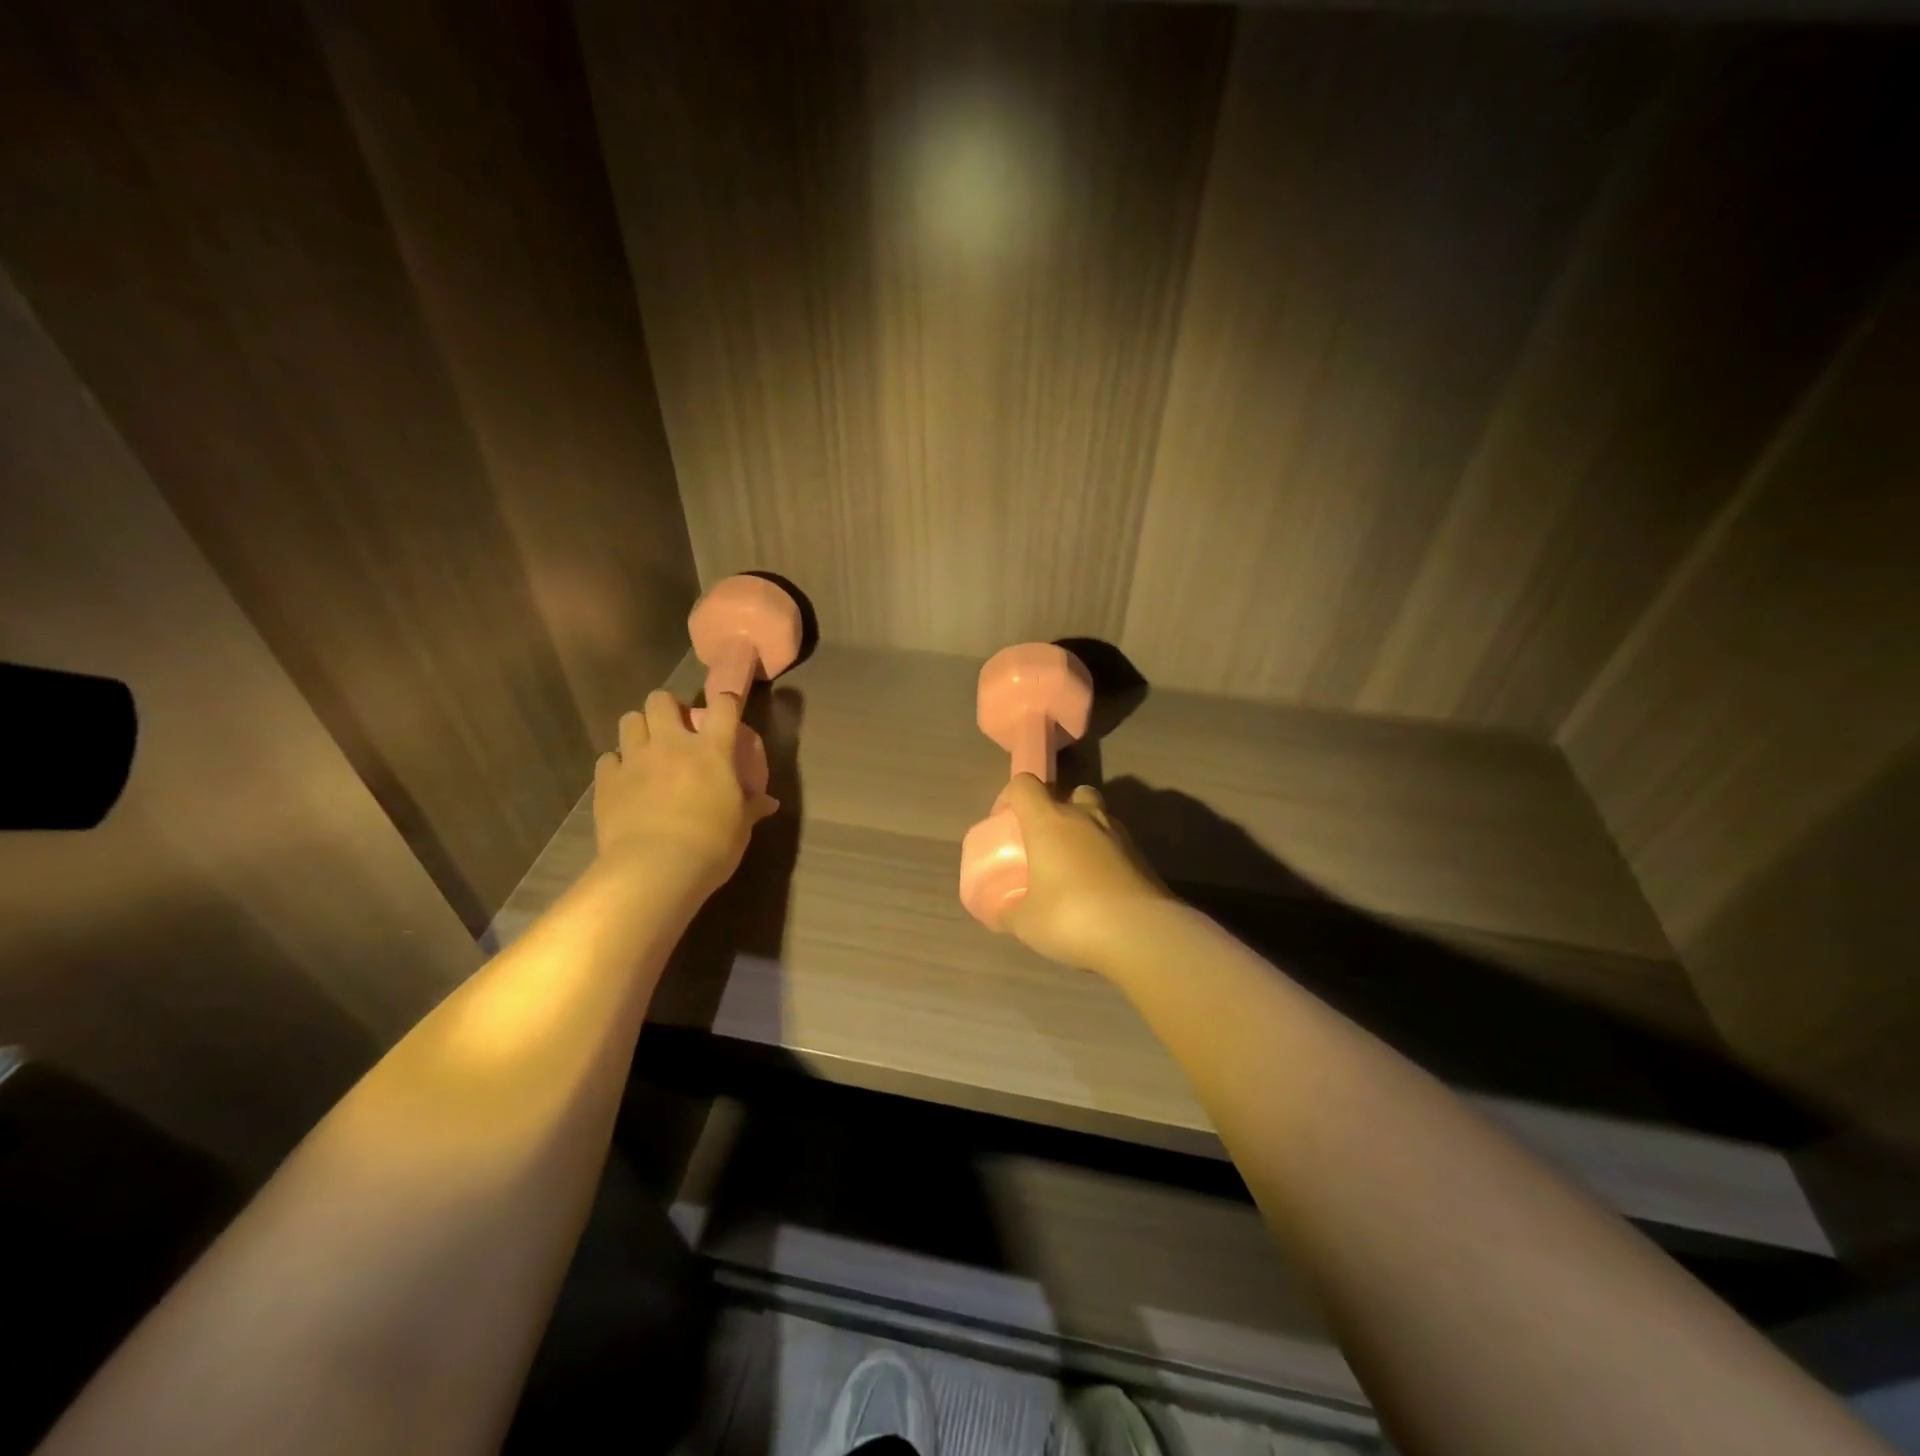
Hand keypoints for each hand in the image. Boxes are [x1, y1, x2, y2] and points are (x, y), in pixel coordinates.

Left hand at [593, 690, 777, 890]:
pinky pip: (608, 759)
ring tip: (646, 750)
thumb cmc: (711, 846)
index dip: (725, 701)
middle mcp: (671, 744)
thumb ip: (752, 808)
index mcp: (712, 750)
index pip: (723, 705)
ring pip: (629, 720)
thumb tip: (769, 803)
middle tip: (675, 729)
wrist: (655, 869)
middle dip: (667, 708)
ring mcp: (635, 759)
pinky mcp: (607, 781)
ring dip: (639, 729)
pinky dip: (616, 765)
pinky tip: (624, 782)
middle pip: (661, 700)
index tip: (726, 710)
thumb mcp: (741, 828)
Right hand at [998, 774, 1170, 971]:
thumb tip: (1002, 915)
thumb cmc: (1070, 917)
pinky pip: (1118, 846)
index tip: (1004, 823)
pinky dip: (1107, 858)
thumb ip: (1009, 913)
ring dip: (1086, 833)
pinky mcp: (1144, 859)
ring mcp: (1120, 835)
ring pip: (1100, 816)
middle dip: (1059, 809)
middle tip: (1047, 842)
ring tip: (1075, 868)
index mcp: (1049, 821)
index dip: (1011, 797)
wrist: (1141, 934)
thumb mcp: (1026, 923)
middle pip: (1072, 792)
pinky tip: (1100, 890)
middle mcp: (1085, 817)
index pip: (1025, 784)